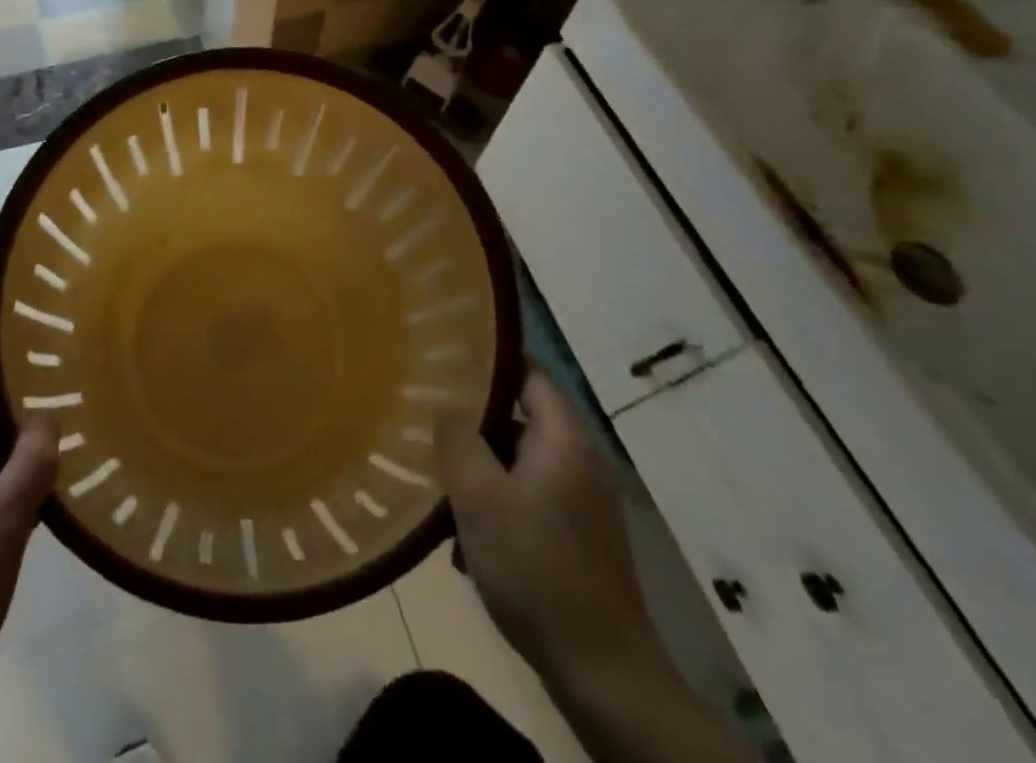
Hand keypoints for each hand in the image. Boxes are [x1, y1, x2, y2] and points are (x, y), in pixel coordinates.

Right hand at [437, 371, 660, 689]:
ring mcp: (585, 502)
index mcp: (564, 438)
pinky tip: (469, 541)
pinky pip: (532, 500)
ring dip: (484, 474)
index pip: (528, 373)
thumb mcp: (479, 497)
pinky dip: (501, 507)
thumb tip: (449, 409)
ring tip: (443, 490)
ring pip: (522, 464)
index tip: (446, 364)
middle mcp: (581, 461)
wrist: (603, 672)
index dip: (488, 363)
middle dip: (476, 426)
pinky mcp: (582, 539)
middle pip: (521, 419)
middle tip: (432, 427)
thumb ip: (458, 440)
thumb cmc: (535, 568)